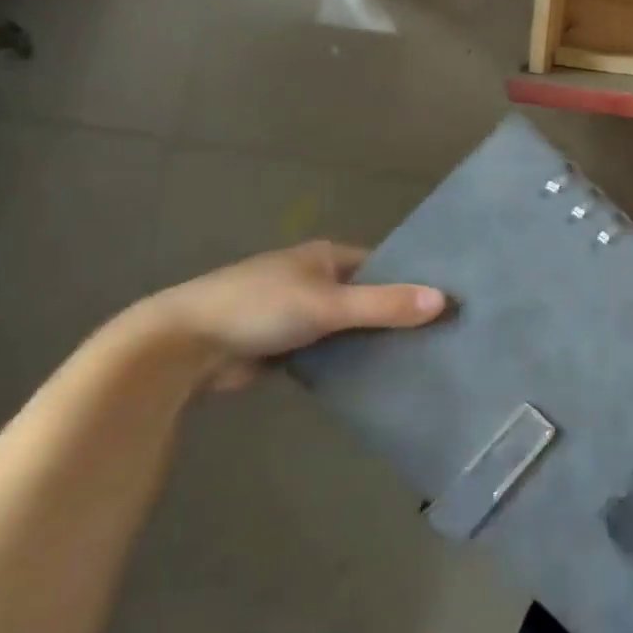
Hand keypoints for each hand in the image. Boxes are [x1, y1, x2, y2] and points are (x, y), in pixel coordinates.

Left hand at [118, 241, 445, 392]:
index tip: (449, 300)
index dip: (413, 279)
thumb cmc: (259, 307)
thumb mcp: (328, 303)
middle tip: (444, 335)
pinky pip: (332, 351)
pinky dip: (352, 360)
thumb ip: (384, 304)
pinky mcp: (288, 347)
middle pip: (369, 296)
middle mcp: (316, 280)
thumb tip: (444, 301)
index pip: (383, 264)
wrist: (183, 347)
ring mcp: (301, 314)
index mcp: (325, 256)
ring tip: (425, 357)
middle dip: (399, 313)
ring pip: (352, 326)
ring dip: (376, 340)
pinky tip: (382, 376)